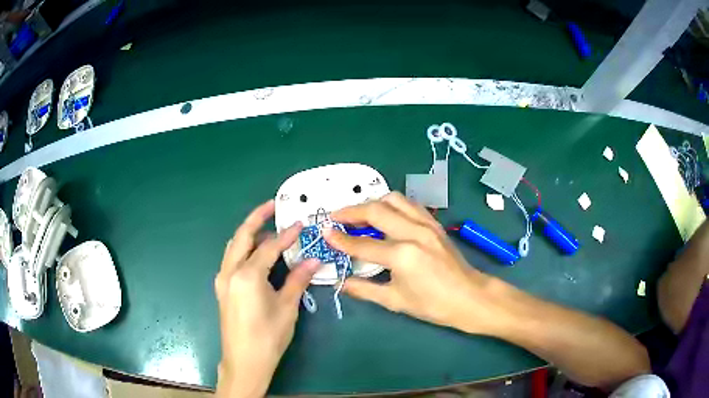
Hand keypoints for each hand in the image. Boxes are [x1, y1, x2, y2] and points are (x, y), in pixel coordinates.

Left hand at [215, 200, 319, 397]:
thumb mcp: (287, 307)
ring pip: (234, 246)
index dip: (287, 235)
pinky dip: (243, 249)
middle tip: (273, 205)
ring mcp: (222, 279)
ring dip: (249, 234)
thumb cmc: (268, 336)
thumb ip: (298, 279)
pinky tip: (256, 254)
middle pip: (242, 236)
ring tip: (267, 228)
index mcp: (247, 275)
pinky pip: (231, 259)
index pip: (270, 247)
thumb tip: (314, 260)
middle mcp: (230, 271)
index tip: (301, 224)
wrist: (244, 361)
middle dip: (257, 218)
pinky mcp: (222, 288)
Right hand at [323, 192, 503, 334]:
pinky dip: (393, 204)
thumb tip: (341, 283)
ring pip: (394, 199)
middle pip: (376, 211)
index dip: (341, 239)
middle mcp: (414, 232)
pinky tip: (386, 214)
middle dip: (352, 211)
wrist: (470, 297)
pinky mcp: (435, 224)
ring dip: (373, 202)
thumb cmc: (434, 305)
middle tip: (336, 217)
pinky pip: (410, 204)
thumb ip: (365, 289)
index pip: (363, 244)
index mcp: (402, 255)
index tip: (325, 233)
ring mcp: (427, 224)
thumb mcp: (396, 301)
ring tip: (359, 213)